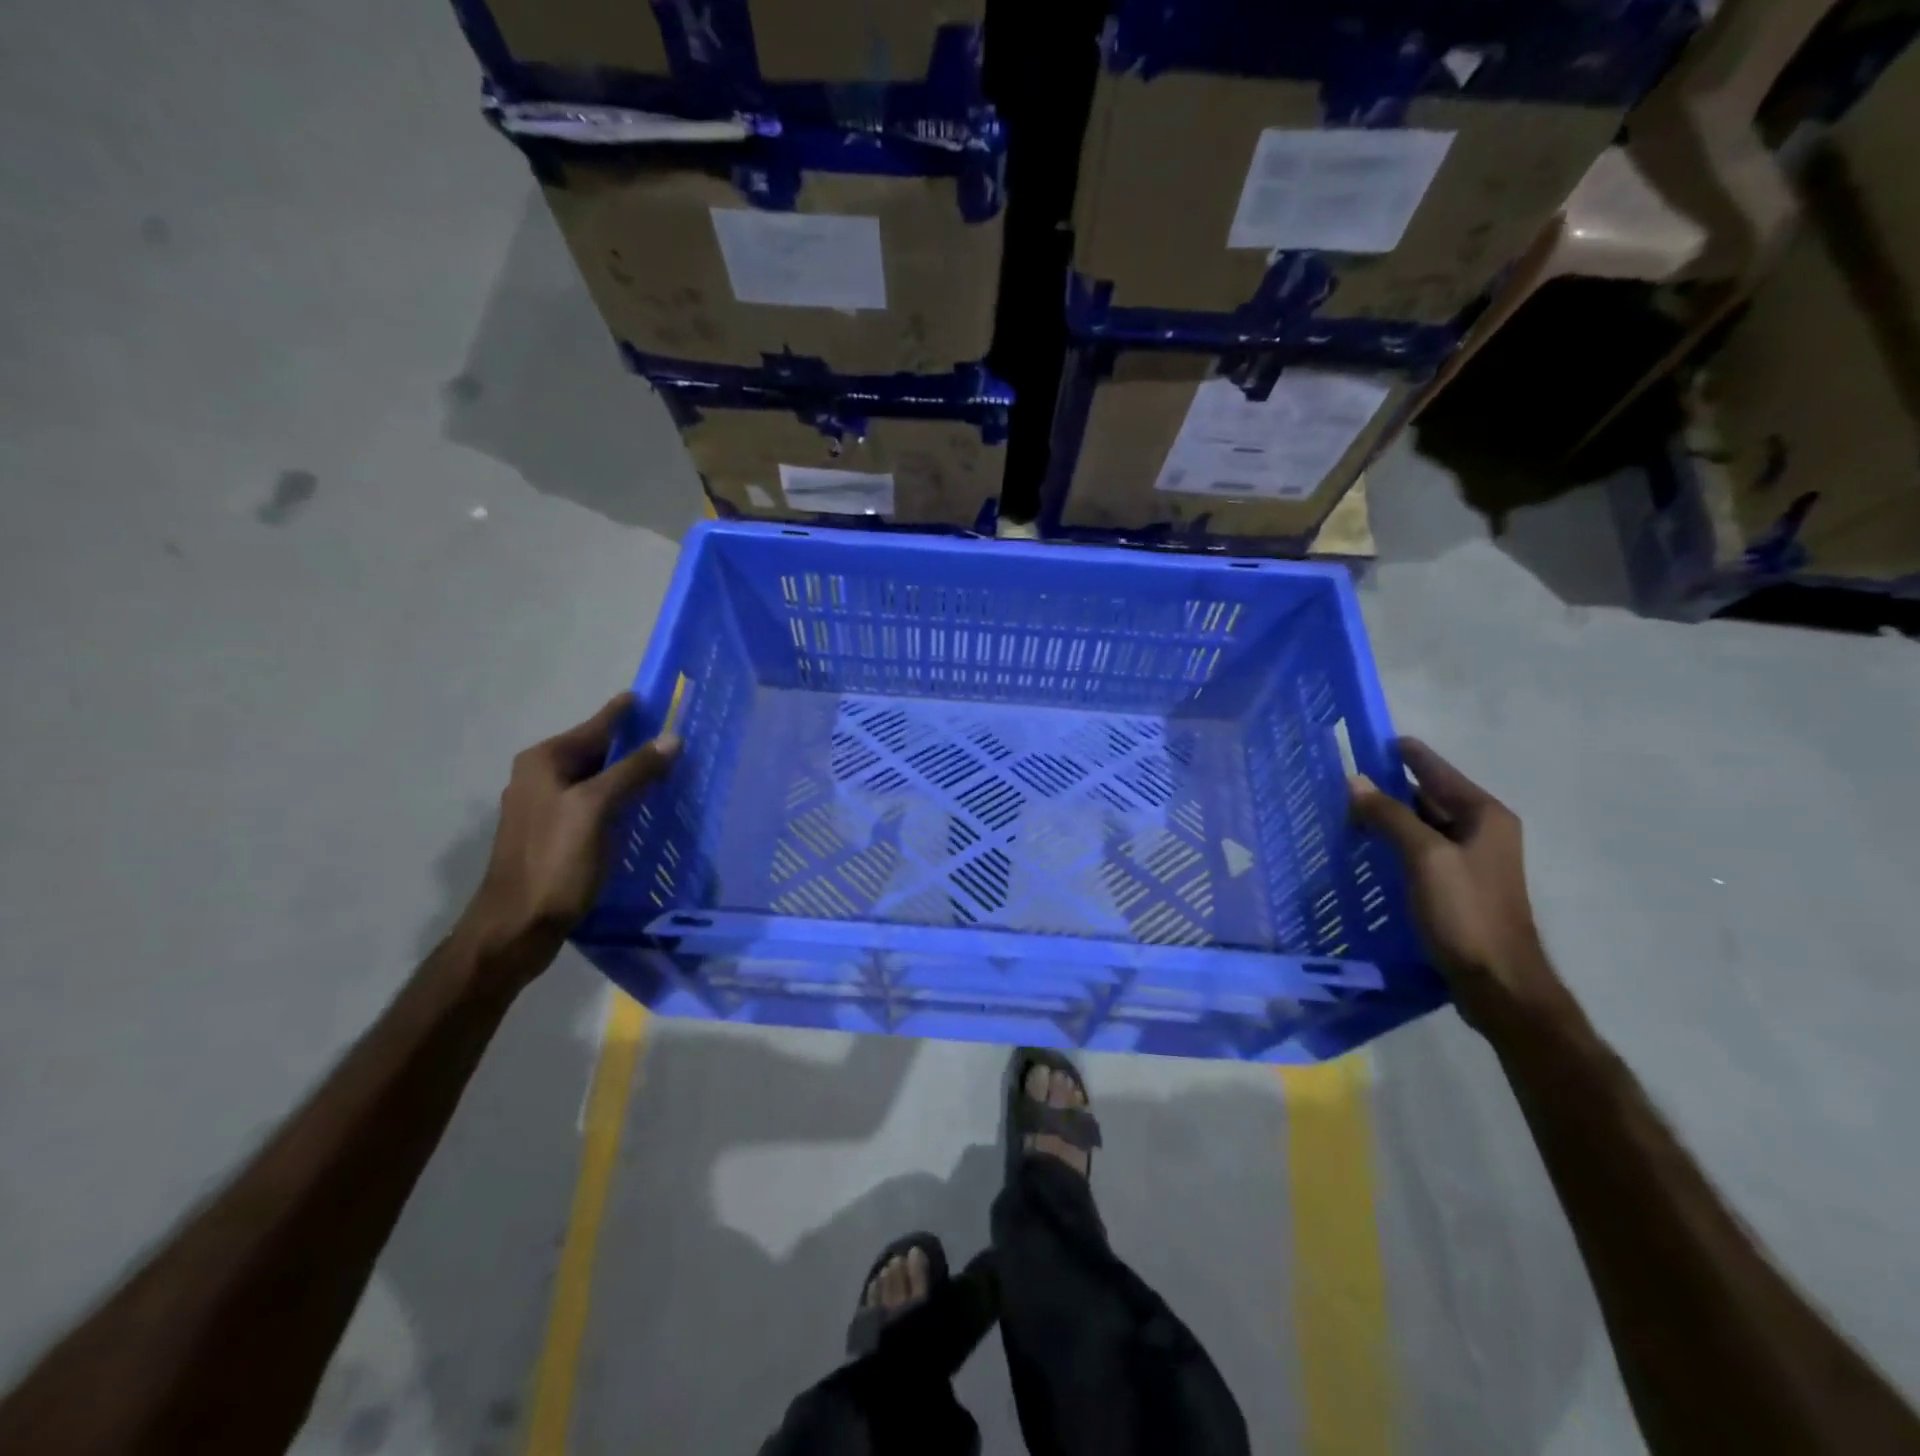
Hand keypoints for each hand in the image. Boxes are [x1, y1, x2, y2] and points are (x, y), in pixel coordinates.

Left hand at [455, 693, 678, 980]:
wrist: (517, 926)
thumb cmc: (555, 861)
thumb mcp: (597, 809)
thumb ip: (634, 770)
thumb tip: (671, 738)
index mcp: (544, 762)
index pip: (595, 725)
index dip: (626, 712)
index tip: (654, 697)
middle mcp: (539, 777)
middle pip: (596, 751)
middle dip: (633, 744)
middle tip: (674, 738)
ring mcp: (545, 808)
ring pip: (596, 779)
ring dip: (628, 774)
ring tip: (667, 769)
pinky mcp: (554, 835)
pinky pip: (593, 803)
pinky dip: (619, 800)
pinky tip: (641, 808)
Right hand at [1348, 738, 1566, 1031]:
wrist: (1498, 983)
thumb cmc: (1465, 913)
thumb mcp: (1423, 857)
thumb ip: (1389, 815)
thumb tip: (1355, 779)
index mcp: (1483, 814)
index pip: (1435, 769)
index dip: (1402, 754)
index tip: (1367, 741)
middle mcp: (1482, 830)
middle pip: (1427, 795)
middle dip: (1387, 788)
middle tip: (1343, 784)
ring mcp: (1471, 859)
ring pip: (1421, 824)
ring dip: (1388, 817)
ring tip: (1346, 813)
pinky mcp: (1458, 885)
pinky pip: (1420, 850)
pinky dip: (1394, 843)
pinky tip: (1367, 849)